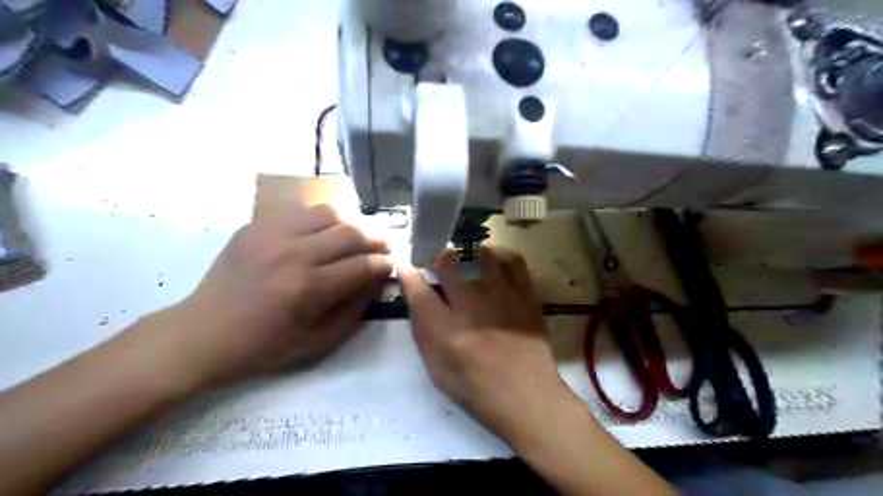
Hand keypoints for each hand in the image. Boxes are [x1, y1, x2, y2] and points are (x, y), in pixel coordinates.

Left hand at [148, 203, 388, 389]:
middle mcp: (293, 254)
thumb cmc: (262, 347)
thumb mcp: (317, 342)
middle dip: (376, 238)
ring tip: (356, 235)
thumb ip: (354, 310)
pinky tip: (323, 233)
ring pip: (328, 212)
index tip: (390, 265)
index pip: (362, 265)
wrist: (201, 335)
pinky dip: (321, 220)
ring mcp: (271, 235)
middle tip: (383, 245)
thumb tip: (375, 281)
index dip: (383, 264)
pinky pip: (300, 212)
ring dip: (350, 222)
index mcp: (308, 288)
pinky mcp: (255, 226)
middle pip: (350, 232)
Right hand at [403, 248, 569, 437]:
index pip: (419, 292)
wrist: (529, 399)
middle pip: (448, 266)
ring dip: (471, 255)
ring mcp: (502, 298)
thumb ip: (424, 337)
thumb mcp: (439, 374)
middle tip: (439, 261)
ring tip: (470, 260)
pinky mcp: (525, 297)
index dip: (408, 274)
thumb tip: (416, 303)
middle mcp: (472, 308)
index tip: (405, 265)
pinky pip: (513, 262)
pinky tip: (497, 262)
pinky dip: (502, 256)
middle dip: (438, 259)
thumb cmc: (479, 393)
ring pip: (483, 256)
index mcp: (448, 332)